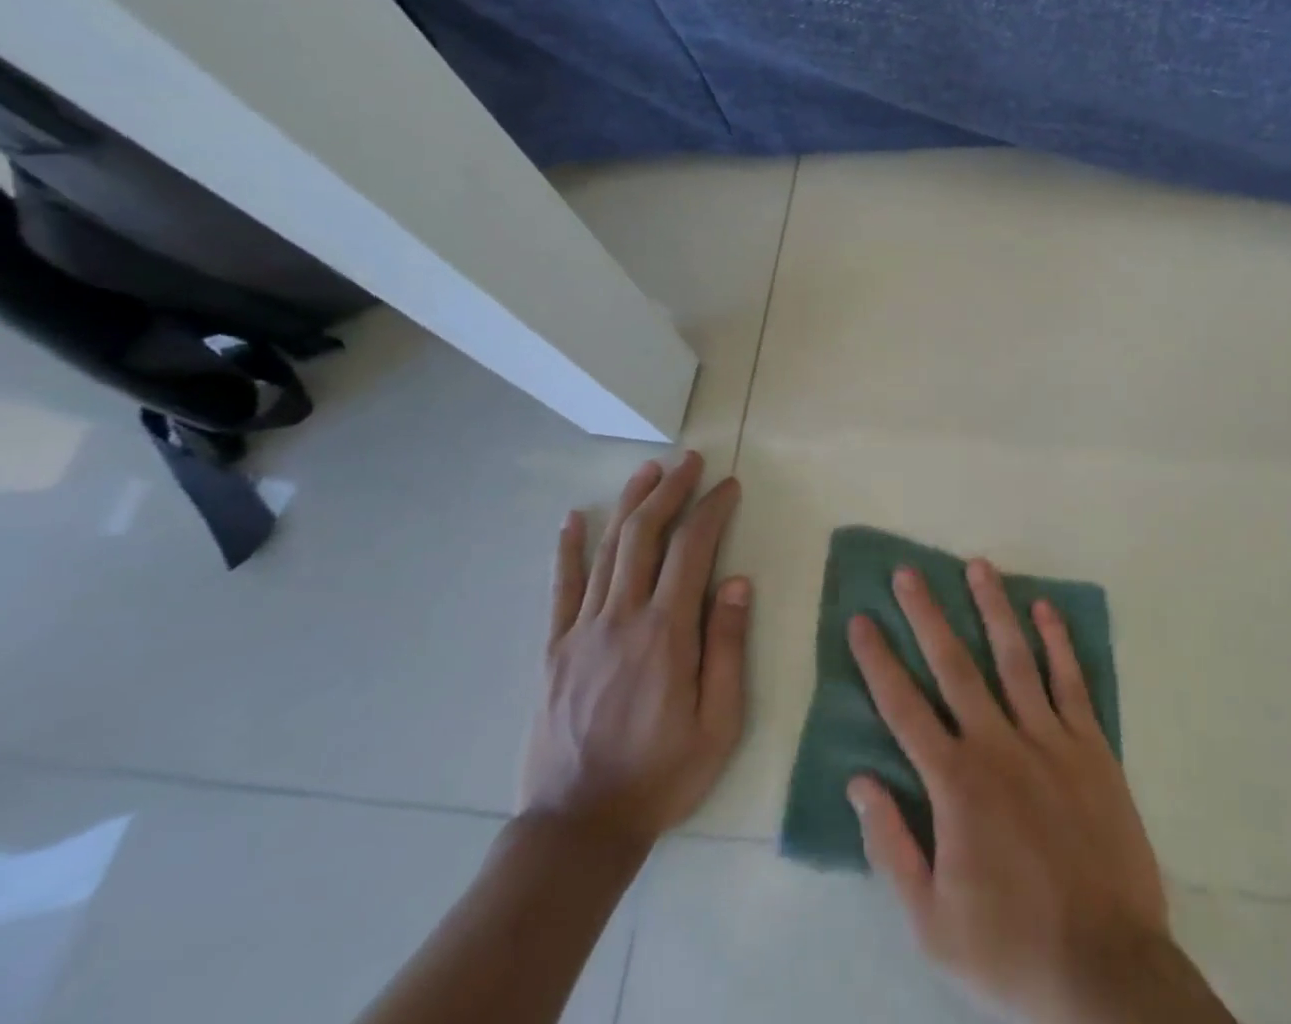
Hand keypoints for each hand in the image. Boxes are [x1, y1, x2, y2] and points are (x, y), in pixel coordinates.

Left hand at [519, 451, 750, 860]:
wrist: (577, 828)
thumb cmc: (662, 775)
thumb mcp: (719, 723)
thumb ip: (727, 647)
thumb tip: (736, 581)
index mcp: (667, 633)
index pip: (692, 549)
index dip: (712, 509)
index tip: (728, 485)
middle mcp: (622, 617)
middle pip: (645, 535)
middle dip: (670, 490)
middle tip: (688, 461)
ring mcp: (582, 630)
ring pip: (607, 550)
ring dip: (629, 505)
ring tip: (648, 471)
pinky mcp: (554, 649)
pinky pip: (560, 588)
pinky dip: (568, 548)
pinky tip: (574, 518)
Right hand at [846, 560, 1170, 1023]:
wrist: (1107, 968)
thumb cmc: (1011, 946)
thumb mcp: (932, 921)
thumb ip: (892, 846)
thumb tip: (860, 781)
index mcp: (955, 784)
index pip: (904, 709)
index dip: (878, 662)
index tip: (861, 620)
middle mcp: (998, 745)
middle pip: (954, 666)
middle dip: (927, 615)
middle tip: (909, 572)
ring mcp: (1049, 739)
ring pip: (1015, 658)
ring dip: (993, 608)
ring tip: (978, 566)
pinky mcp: (1091, 746)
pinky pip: (1071, 682)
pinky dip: (1058, 642)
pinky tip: (1045, 608)